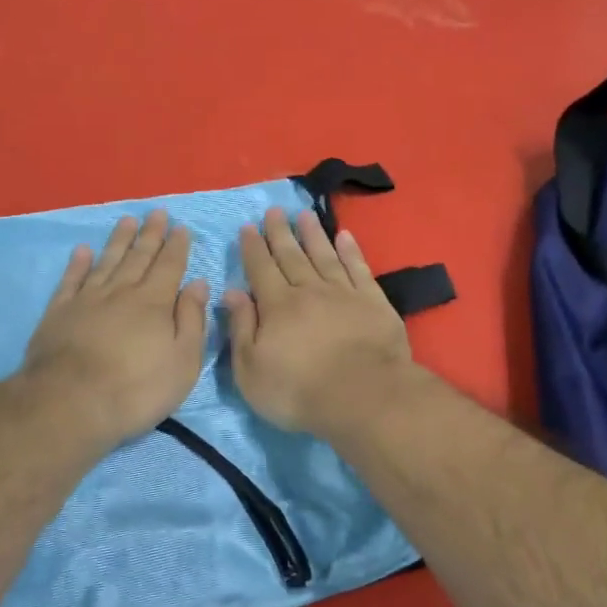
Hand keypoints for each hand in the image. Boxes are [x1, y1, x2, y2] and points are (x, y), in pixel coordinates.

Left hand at [20, 210, 209, 445]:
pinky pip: (71, 280)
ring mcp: (87, 300)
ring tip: (127, 220)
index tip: (181, 227)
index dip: (177, 246)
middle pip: (138, 257)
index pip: (170, 266)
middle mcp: (121, 292)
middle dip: (150, 234)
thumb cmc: (137, 389)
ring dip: (119, 240)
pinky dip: (78, 263)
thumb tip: (198, 283)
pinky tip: (83, 250)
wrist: (71, 404)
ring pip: (107, 262)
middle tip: (157, 212)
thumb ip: (192, 320)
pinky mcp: (59, 313)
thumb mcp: (182, 361)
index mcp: (154, 302)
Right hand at [225, 208, 415, 438]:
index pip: (260, 269)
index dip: (252, 248)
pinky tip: (345, 236)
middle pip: (291, 255)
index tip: (247, 228)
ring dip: (313, 234)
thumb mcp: (251, 369)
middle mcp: (309, 290)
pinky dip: (351, 251)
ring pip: (324, 255)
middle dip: (280, 233)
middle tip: (274, 211)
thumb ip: (241, 328)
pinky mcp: (373, 302)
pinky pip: (358, 268)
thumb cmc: (298, 391)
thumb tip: (232, 292)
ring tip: (304, 215)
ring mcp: (344, 293)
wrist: (362, 395)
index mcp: (277, 306)